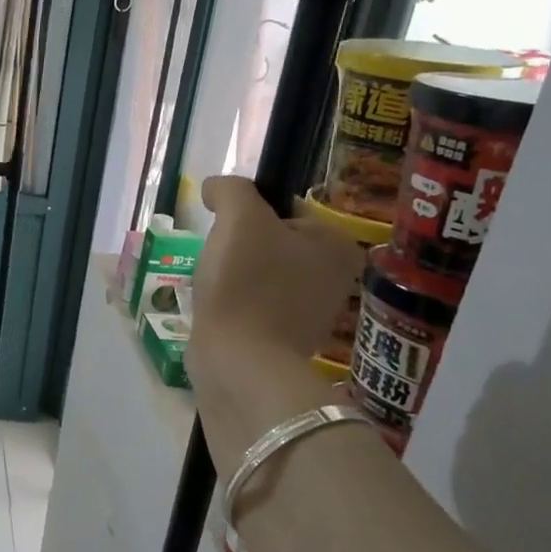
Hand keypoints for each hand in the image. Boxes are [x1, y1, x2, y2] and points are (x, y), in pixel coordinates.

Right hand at [188, 176, 363, 466]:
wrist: (239, 363)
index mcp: (336, 244)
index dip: (245, 214)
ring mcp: (309, 312)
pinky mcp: (283, 338)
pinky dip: (231, 304)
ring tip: (214, 289)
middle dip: (237, 249)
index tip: (226, 233)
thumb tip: (216, 188)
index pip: (283, 207)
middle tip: (218, 263)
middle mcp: (333, 277)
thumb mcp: (240, 218)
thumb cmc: (246, 285)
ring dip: (230, 277)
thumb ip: (231, 189)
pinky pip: (251, 304)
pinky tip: (217, 311)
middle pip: (269, 241)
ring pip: (256, 273)